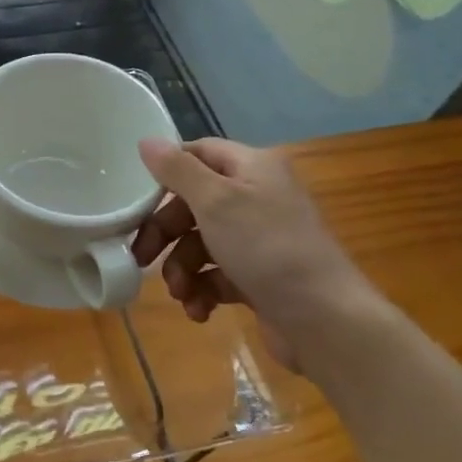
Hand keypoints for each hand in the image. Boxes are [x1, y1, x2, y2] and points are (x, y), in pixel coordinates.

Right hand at [133, 138, 377, 370]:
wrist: (325, 320)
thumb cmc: (267, 248)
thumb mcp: (216, 201)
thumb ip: (177, 170)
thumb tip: (146, 141)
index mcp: (252, 168)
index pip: (198, 153)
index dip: (166, 172)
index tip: (136, 199)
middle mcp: (257, 198)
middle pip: (193, 204)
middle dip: (165, 234)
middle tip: (141, 258)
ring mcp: (259, 240)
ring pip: (200, 244)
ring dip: (182, 269)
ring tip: (181, 293)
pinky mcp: (258, 277)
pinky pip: (217, 275)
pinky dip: (202, 291)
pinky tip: (199, 310)